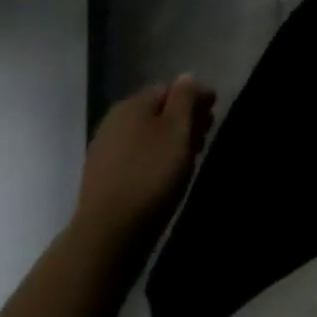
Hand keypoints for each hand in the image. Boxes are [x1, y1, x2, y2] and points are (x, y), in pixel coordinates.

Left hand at [74, 76, 215, 254]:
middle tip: (205, 137)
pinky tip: (164, 176)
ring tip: (189, 159)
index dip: (196, 97)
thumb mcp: (177, 130)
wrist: (105, 239)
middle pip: (158, 111)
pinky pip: (136, 158)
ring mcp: (105, 151)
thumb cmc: (149, 177)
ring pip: (147, 135)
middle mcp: (115, 121)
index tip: (214, 113)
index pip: (172, 88)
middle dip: (184, 120)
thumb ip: (185, 98)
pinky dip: (154, 159)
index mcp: (133, 103)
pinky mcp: (102, 180)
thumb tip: (186, 77)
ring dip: (170, 141)